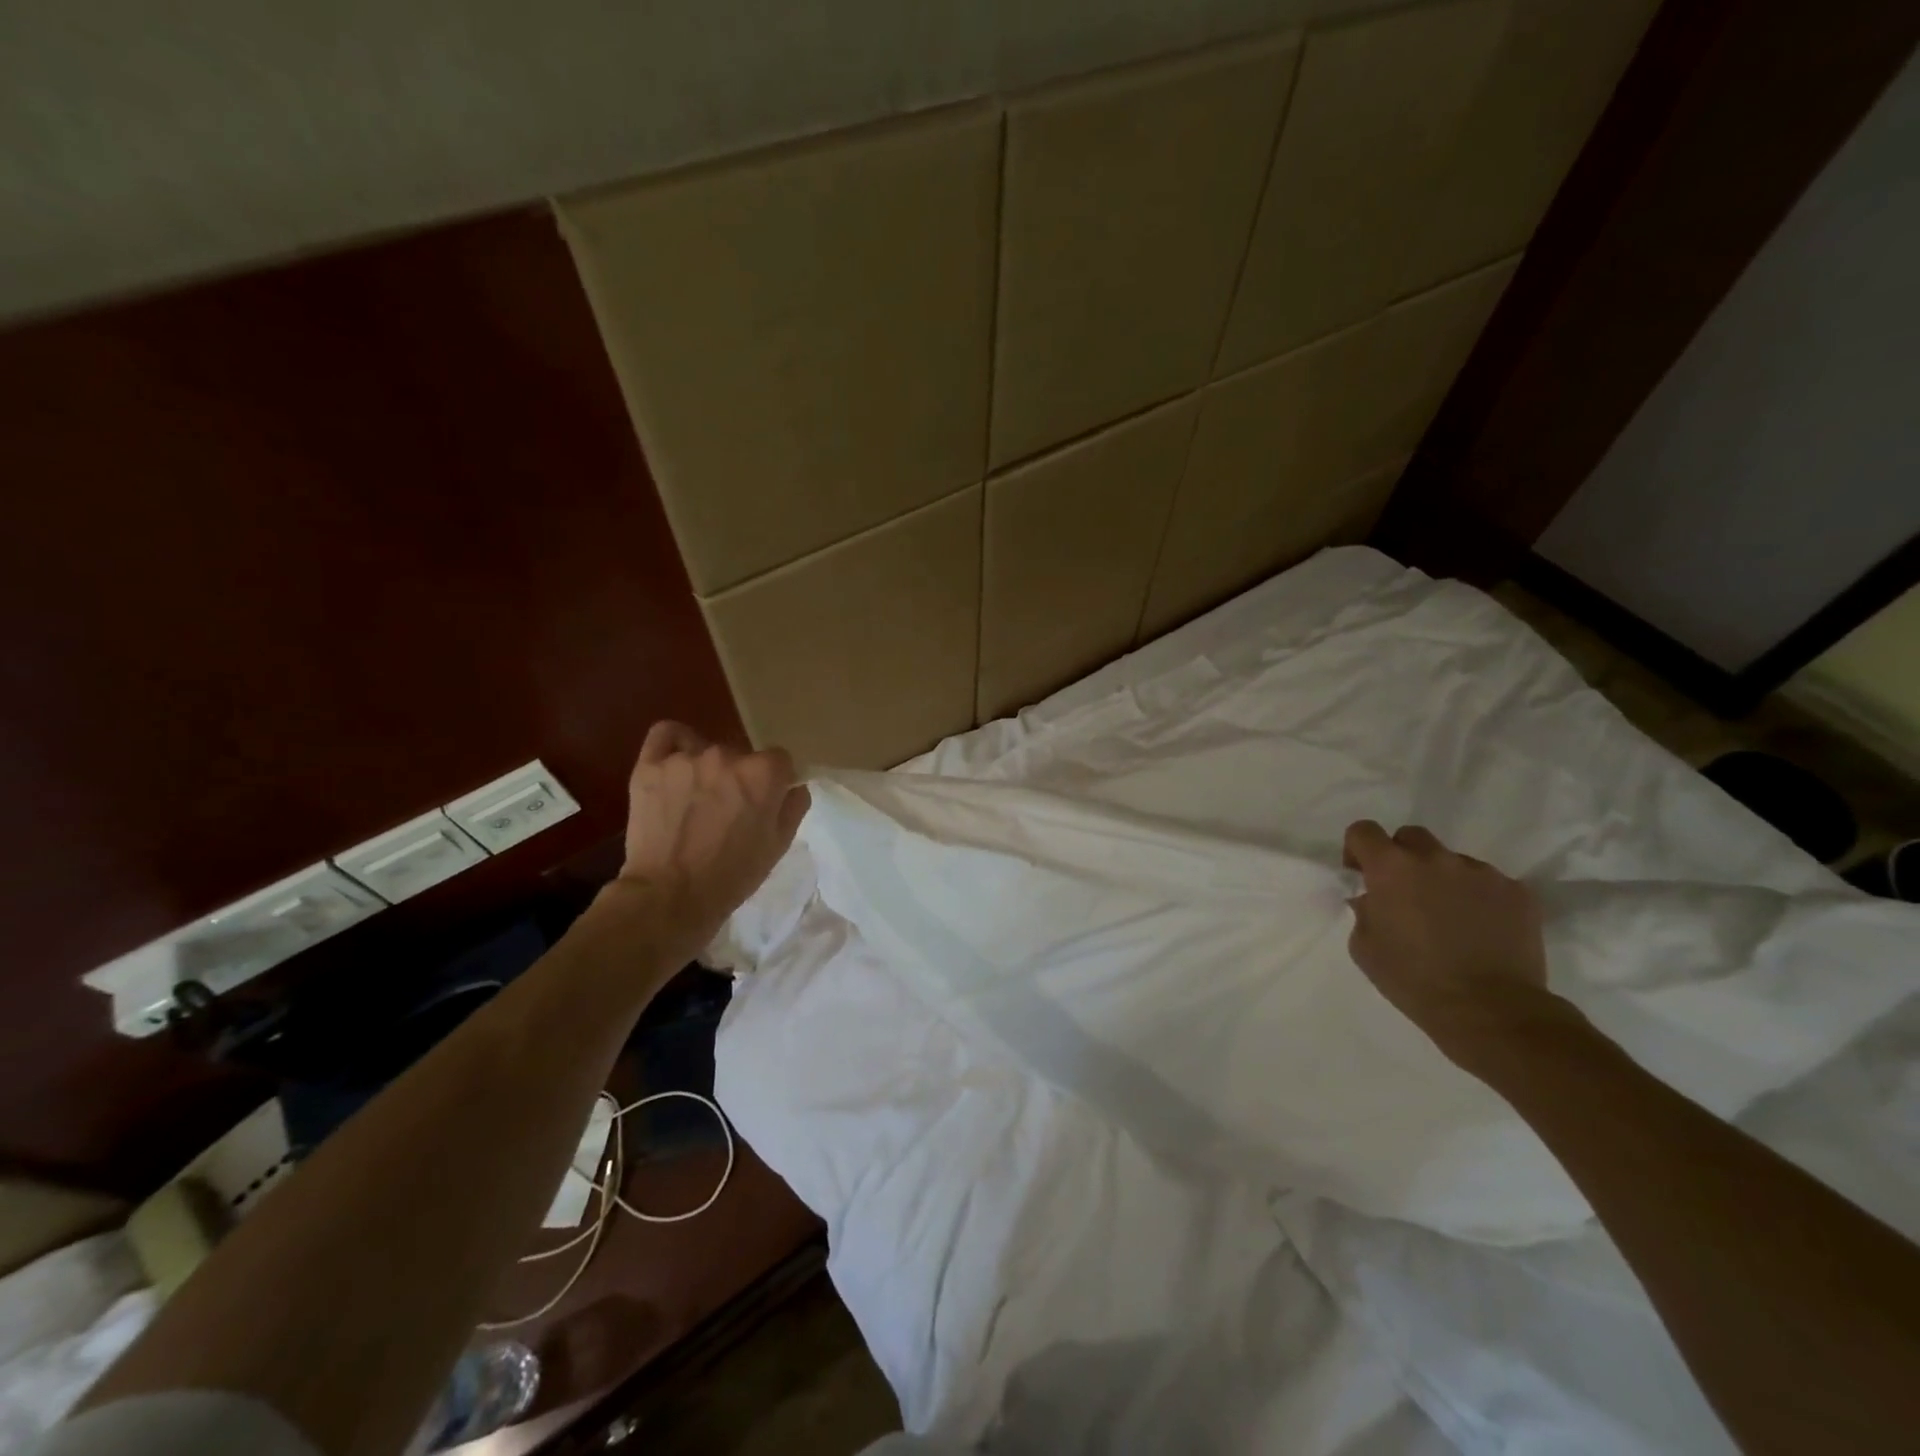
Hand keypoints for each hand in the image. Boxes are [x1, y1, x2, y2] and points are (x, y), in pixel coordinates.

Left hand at [612, 722, 809, 959]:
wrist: (669, 897)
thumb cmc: (732, 876)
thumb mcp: (778, 845)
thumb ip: (794, 806)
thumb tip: (794, 785)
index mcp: (763, 773)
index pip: (779, 760)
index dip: (775, 782)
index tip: (765, 804)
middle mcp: (727, 755)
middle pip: (741, 756)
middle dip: (738, 778)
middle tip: (727, 811)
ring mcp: (685, 758)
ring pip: (705, 750)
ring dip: (706, 770)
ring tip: (694, 801)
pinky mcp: (650, 766)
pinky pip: (666, 735)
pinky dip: (674, 743)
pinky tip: (675, 763)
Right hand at [1342, 820, 1566, 1063]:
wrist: (1491, 1011)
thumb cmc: (1414, 980)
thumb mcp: (1364, 947)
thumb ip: (1365, 911)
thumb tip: (1374, 899)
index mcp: (1392, 869)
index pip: (1364, 831)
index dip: (1358, 849)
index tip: (1362, 875)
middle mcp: (1435, 859)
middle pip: (1410, 837)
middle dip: (1402, 858)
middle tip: (1405, 894)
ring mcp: (1481, 873)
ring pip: (1452, 861)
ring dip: (1442, 880)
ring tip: (1450, 918)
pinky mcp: (1518, 892)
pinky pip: (1488, 884)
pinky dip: (1478, 898)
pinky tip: (1481, 930)